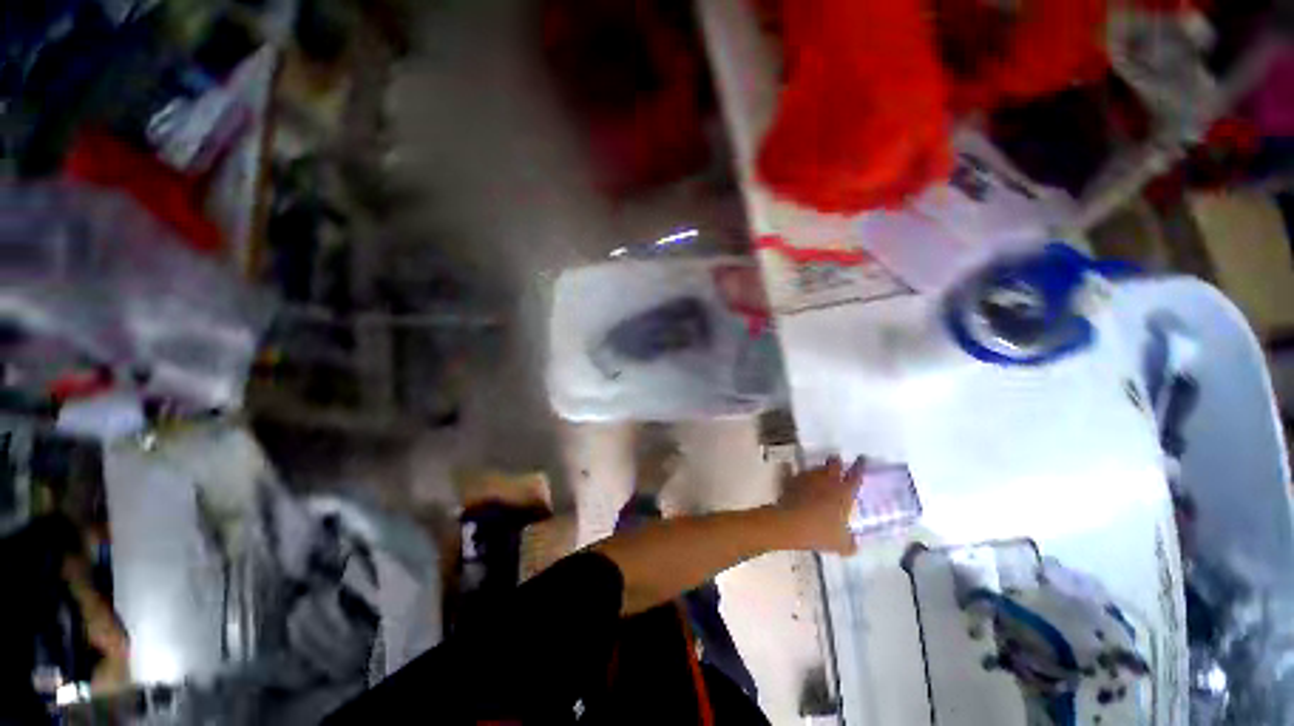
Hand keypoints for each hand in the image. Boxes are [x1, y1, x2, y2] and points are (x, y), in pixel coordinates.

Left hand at [774, 456, 864, 554]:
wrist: (789, 523)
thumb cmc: (820, 532)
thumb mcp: (841, 544)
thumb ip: (849, 542)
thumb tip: (853, 544)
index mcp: (844, 492)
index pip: (856, 475)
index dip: (860, 466)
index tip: (861, 459)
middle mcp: (827, 480)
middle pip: (834, 464)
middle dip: (836, 462)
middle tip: (837, 463)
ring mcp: (808, 478)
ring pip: (816, 469)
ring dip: (819, 471)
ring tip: (819, 477)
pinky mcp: (792, 480)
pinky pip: (798, 475)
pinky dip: (800, 477)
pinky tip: (798, 482)